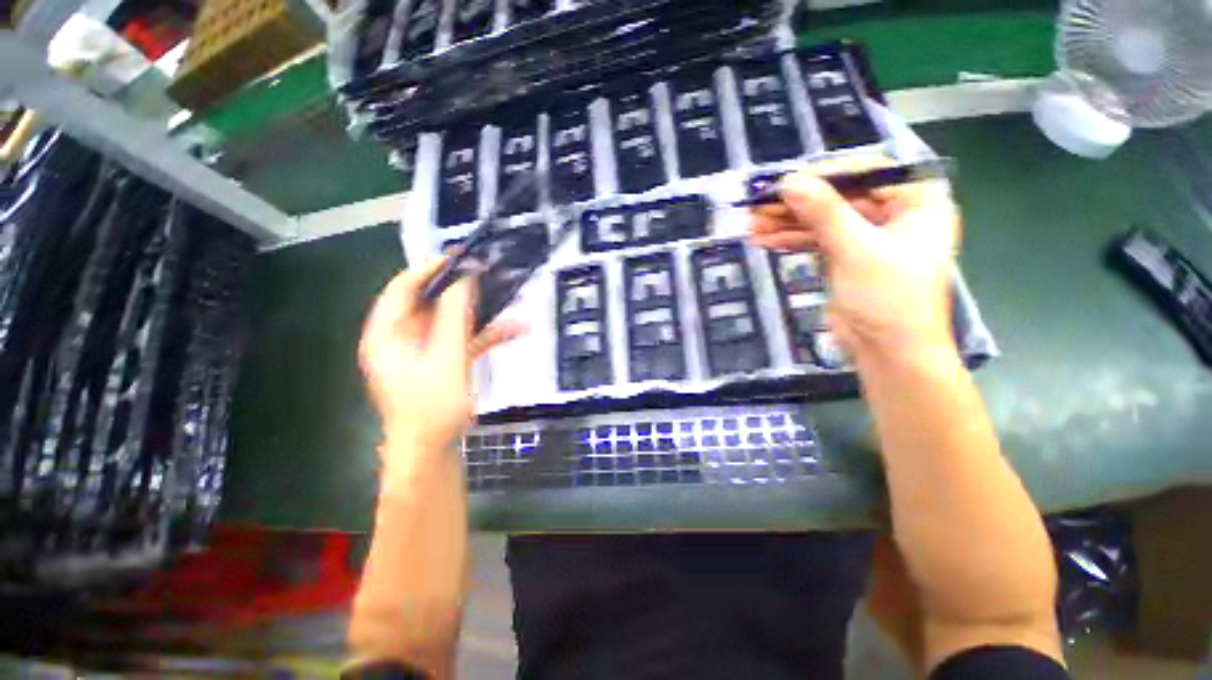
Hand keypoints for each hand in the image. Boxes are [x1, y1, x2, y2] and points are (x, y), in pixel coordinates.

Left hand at [359, 258, 523, 459]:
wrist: (432, 450)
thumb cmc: (431, 407)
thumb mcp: (445, 358)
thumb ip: (453, 318)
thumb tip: (464, 282)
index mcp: (387, 333)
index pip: (402, 289)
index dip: (429, 269)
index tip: (459, 257)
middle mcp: (402, 337)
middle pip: (430, 302)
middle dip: (462, 290)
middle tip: (487, 274)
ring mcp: (424, 350)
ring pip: (452, 320)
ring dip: (480, 313)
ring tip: (508, 299)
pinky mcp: (443, 361)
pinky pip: (464, 340)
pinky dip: (486, 335)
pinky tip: (514, 330)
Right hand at [750, 156, 959, 362]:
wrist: (888, 352)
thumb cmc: (888, 298)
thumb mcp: (856, 249)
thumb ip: (823, 212)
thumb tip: (788, 182)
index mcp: (916, 200)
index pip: (865, 173)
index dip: (822, 176)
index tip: (784, 182)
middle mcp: (893, 213)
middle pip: (838, 198)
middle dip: (796, 204)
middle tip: (758, 206)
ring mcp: (866, 237)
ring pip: (822, 220)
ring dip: (786, 223)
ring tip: (751, 225)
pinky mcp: (845, 257)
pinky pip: (815, 240)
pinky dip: (790, 241)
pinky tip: (764, 240)